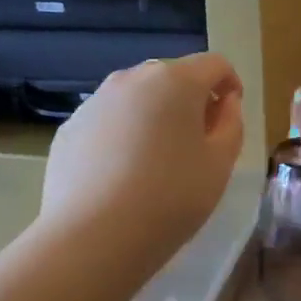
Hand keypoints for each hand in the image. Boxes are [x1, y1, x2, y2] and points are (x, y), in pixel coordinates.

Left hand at [40, 53, 245, 270]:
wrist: (93, 236)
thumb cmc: (170, 198)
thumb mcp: (219, 165)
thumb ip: (231, 125)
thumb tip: (225, 103)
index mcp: (176, 80)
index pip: (214, 64)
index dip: (230, 85)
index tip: (230, 115)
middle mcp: (132, 78)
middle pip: (172, 77)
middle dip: (190, 100)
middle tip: (197, 143)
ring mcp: (95, 101)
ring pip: (136, 98)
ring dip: (153, 116)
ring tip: (157, 161)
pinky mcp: (70, 128)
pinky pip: (108, 121)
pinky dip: (122, 135)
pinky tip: (121, 175)